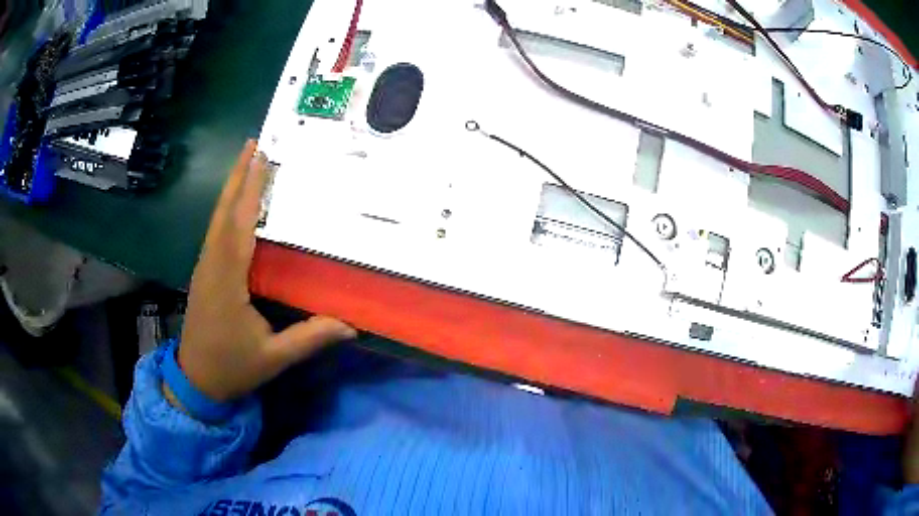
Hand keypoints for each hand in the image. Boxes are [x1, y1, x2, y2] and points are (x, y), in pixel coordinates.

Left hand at [173, 140, 355, 402]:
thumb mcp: (273, 358)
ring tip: (247, 162)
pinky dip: (228, 208)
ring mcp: (205, 267)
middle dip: (238, 176)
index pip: (239, 226)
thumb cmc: (232, 367)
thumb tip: (351, 326)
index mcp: (226, 281)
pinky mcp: (205, 272)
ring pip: (217, 218)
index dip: (251, 191)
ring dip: (232, 188)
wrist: (197, 380)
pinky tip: (237, 203)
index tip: (263, 159)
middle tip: (253, 144)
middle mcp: (211, 265)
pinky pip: (216, 231)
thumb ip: (309, 339)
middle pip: (223, 212)